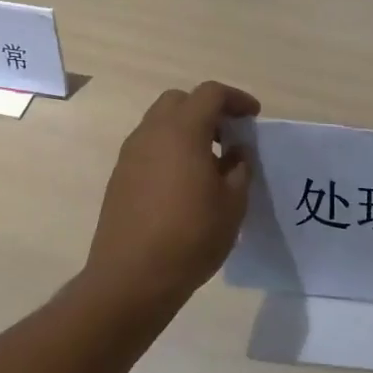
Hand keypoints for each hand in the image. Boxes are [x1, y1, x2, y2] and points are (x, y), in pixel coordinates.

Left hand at [85, 81, 260, 307]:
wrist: (132, 278)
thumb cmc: (191, 237)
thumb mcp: (233, 204)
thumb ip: (239, 169)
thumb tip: (236, 153)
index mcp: (182, 132)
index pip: (210, 94)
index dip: (236, 99)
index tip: (253, 117)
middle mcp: (151, 134)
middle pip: (179, 101)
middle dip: (207, 110)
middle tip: (229, 136)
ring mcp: (130, 155)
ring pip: (160, 124)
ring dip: (186, 130)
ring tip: (209, 162)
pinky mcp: (119, 178)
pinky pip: (148, 148)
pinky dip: (169, 150)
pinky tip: (184, 183)